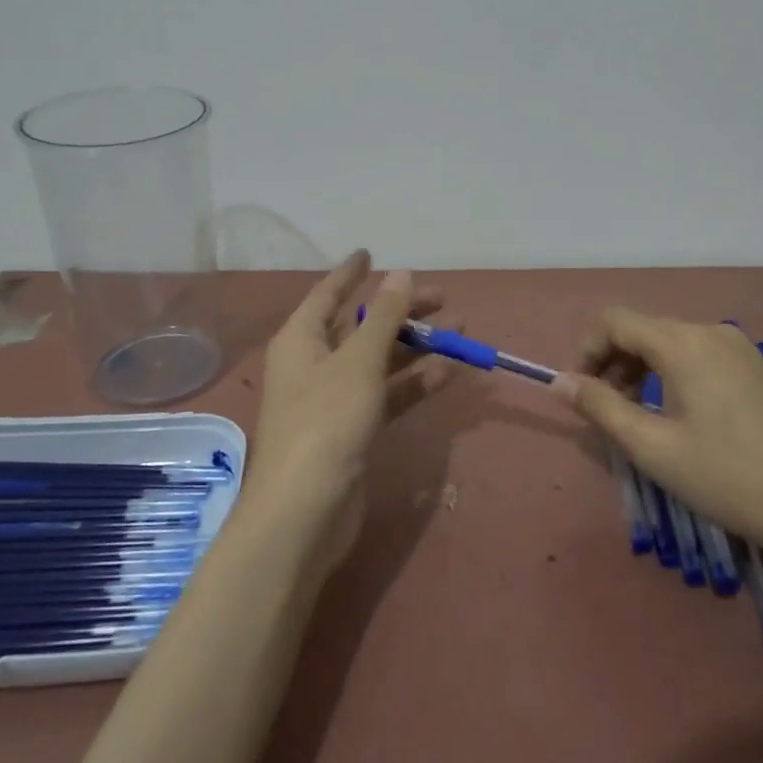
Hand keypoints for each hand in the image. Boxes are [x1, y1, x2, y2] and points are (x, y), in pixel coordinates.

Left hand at [247, 251, 453, 566]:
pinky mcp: (353, 430)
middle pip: (361, 327)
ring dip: (416, 347)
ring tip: (460, 332)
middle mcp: (315, 363)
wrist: (306, 510)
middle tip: (443, 298)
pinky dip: (413, 383)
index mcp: (302, 339)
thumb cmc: (326, 421)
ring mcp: (334, 399)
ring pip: (379, 361)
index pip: (328, 294)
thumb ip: (384, 318)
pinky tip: (447, 373)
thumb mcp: (358, 362)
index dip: (350, 273)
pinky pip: (387, 394)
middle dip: (400, 312)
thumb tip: (400, 273)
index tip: (371, 252)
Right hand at [551, 309, 762, 569]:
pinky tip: (677, 417)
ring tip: (636, 418)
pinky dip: (671, 376)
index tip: (578, 393)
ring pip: (670, 344)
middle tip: (604, 412)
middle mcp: (710, 332)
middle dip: (612, 363)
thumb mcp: (653, 447)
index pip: (614, 321)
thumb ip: (600, 407)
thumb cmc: (730, 478)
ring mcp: (739, 349)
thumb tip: (558, 381)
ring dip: (640, 371)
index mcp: (683, 342)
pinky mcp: (756, 369)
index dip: (585, 351)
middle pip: (642, 330)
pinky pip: (698, 357)